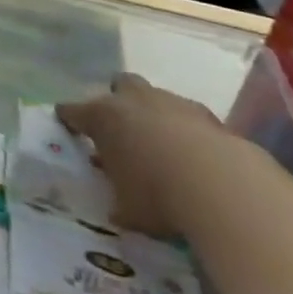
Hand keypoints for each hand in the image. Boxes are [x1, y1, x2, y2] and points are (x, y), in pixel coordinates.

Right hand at [56, 73, 225, 236]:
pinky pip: (190, 117)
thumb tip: (119, 209)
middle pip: (119, 84)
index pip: (72, 110)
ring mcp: (173, 104)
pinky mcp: (210, 116)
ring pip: (157, 97)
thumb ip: (118, 200)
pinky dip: (189, 131)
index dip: (69, 119)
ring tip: (163, 145)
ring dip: (156, 114)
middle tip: (123, 127)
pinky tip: (195, 156)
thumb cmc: (157, 195)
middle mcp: (133, 101)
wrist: (223, 187)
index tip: (68, 126)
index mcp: (102, 117)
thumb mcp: (126, 208)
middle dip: (119, 100)